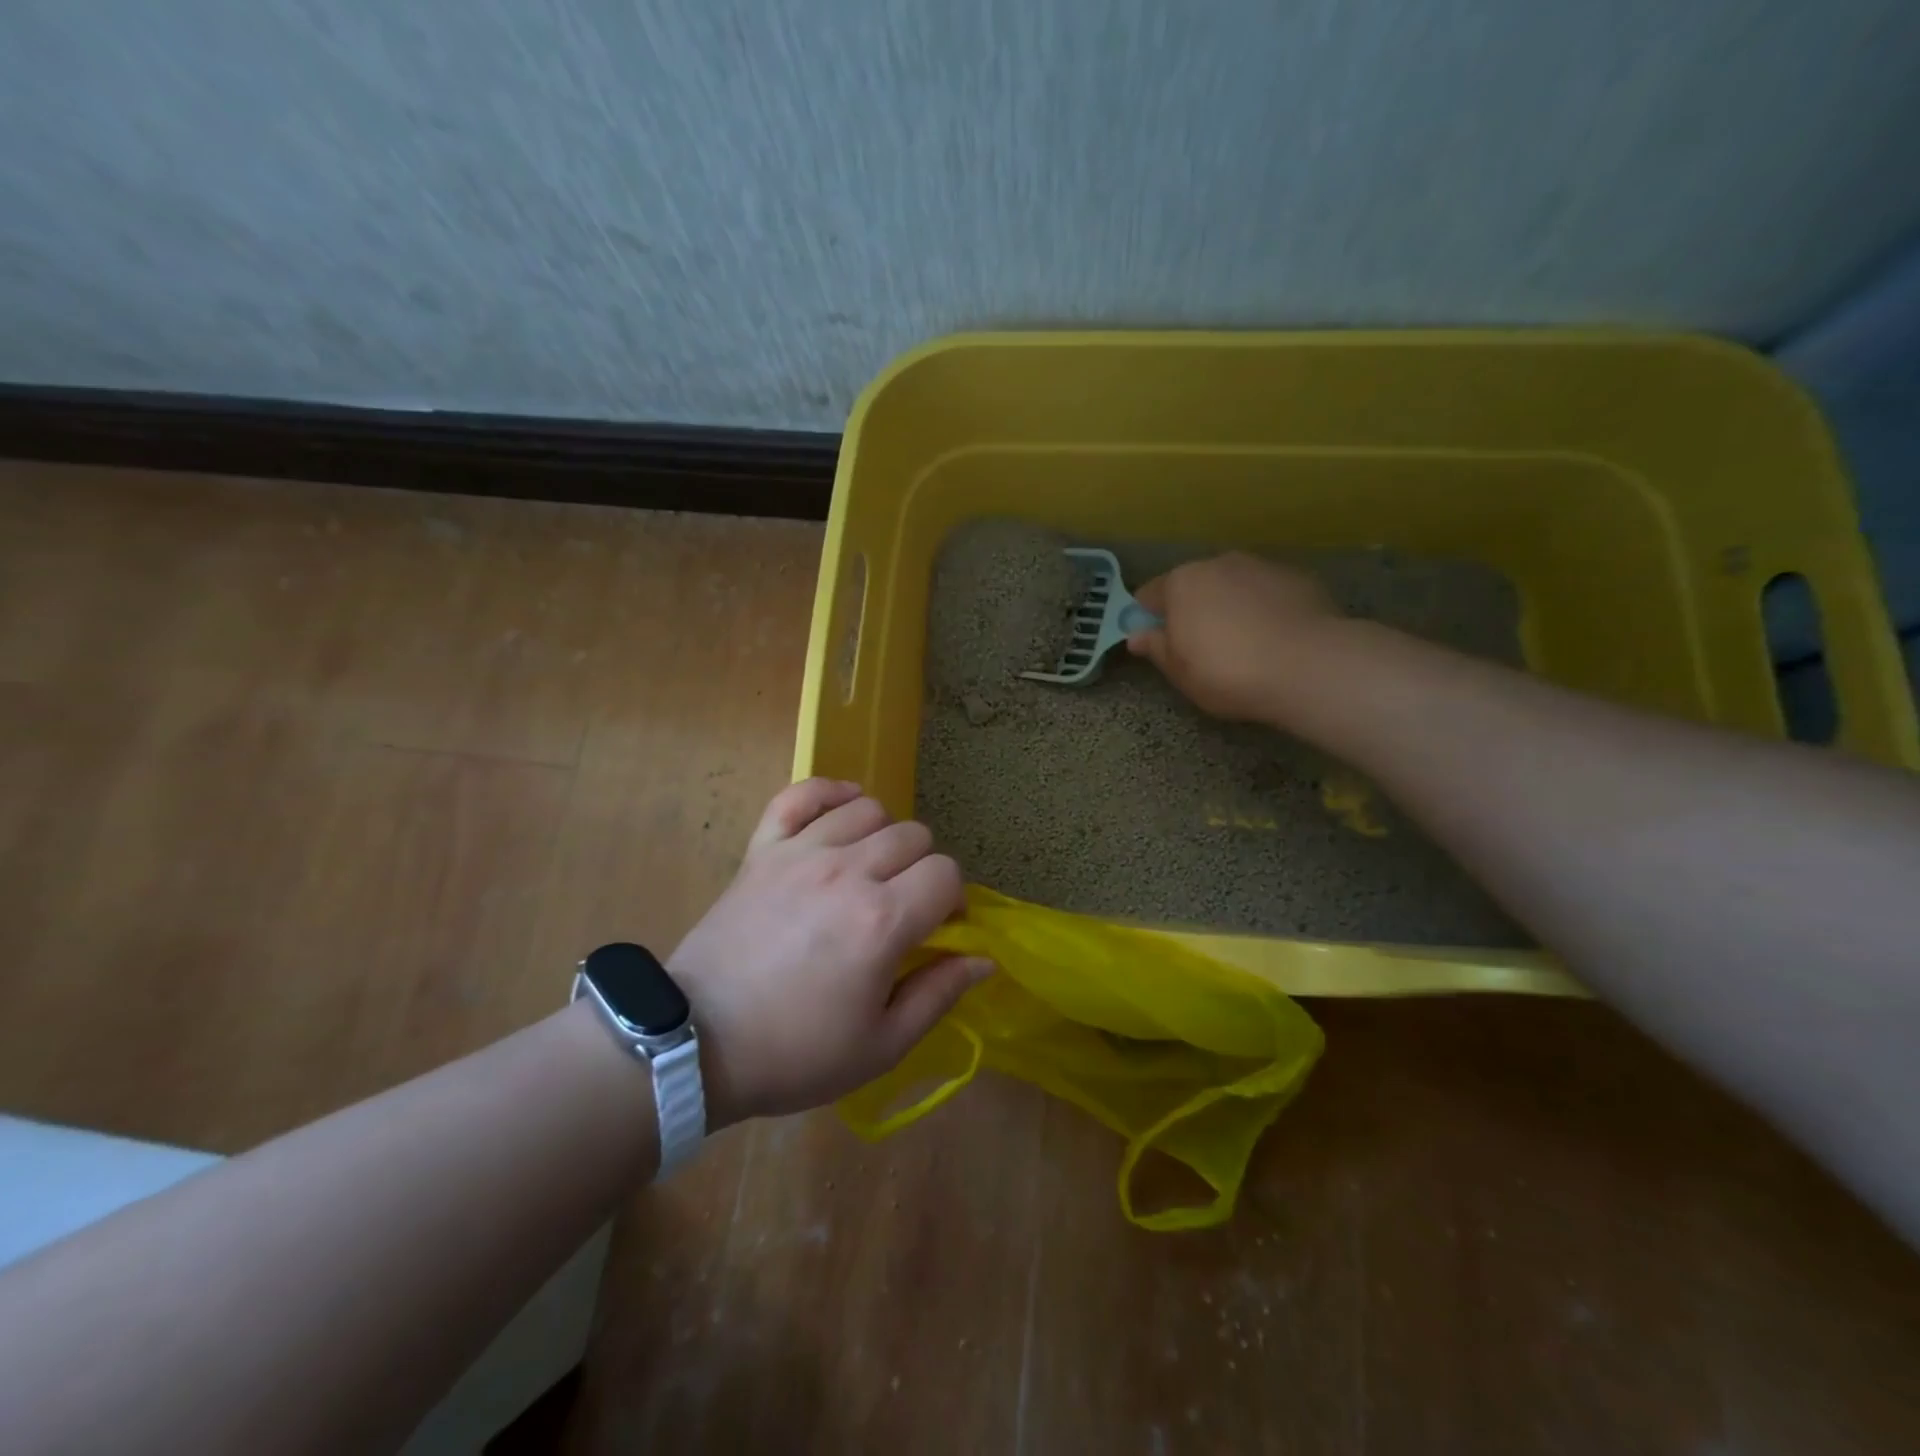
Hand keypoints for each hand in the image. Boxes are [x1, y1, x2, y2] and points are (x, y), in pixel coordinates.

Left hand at [668, 779, 991, 1126]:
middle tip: (903, 905)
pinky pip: (801, 794)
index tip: (939, 927)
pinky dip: (828, 793)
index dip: (953, 899)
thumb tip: (984, 960)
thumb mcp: (881, 1045)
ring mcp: (801, 852)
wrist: (697, 1043)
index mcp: (882, 921)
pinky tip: (840, 813)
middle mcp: (848, 872)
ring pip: (868, 809)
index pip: (946, 873)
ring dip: (883, 835)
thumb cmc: (796, 1052)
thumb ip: (939, 994)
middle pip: (913, 836)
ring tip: (871, 869)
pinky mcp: (763, 848)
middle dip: (922, 869)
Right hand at [1127, 552, 1340, 720]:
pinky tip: (1273, 638)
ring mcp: (1261, 566)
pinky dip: (1263, 608)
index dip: (1147, 619)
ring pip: (1232, 585)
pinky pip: (1267, 593)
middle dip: (1191, 609)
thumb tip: (1136, 635)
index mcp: (1181, 583)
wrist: (1309, 666)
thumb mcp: (1180, 671)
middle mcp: (1218, 563)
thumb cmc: (1228, 672)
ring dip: (1229, 606)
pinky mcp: (1298, 578)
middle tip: (1200, 647)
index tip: (1155, 643)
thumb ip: (1156, 648)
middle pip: (1193, 585)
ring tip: (1242, 643)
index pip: (1149, 594)